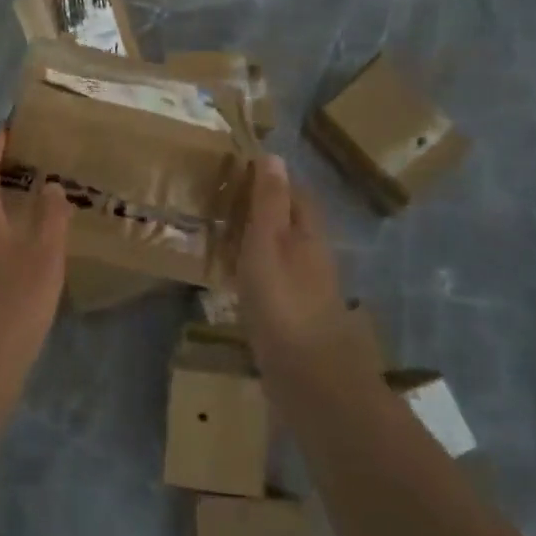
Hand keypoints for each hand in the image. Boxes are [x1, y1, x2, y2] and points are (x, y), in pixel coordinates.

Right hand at [234, 155, 363, 380]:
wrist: (309, 379)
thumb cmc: (283, 302)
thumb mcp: (268, 243)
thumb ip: (269, 202)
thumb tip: (273, 155)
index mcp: (309, 234)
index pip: (295, 193)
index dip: (271, 179)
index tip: (237, 170)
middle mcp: (313, 257)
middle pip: (290, 222)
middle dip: (262, 209)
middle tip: (222, 202)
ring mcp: (307, 290)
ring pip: (281, 252)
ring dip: (257, 240)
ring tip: (222, 236)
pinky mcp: (295, 318)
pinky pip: (273, 280)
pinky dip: (255, 270)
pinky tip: (235, 280)